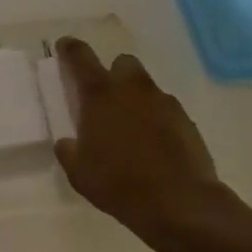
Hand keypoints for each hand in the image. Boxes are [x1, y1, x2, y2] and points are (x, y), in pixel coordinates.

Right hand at [51, 38, 232, 250]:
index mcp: (100, 94)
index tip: (64, 47)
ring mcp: (163, 103)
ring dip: (136, 99)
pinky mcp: (187, 121)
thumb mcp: (79, 172)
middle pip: (122, 63)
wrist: (180, 204)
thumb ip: (69, 149)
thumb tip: (69, 142)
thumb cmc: (119, 184)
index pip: (80, 56)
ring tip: (132, 129)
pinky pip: (166, 111)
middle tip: (106, 98)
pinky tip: (154, 146)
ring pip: (146, 88)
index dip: (69, 48)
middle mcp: (132, 89)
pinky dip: (157, 120)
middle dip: (114, 74)